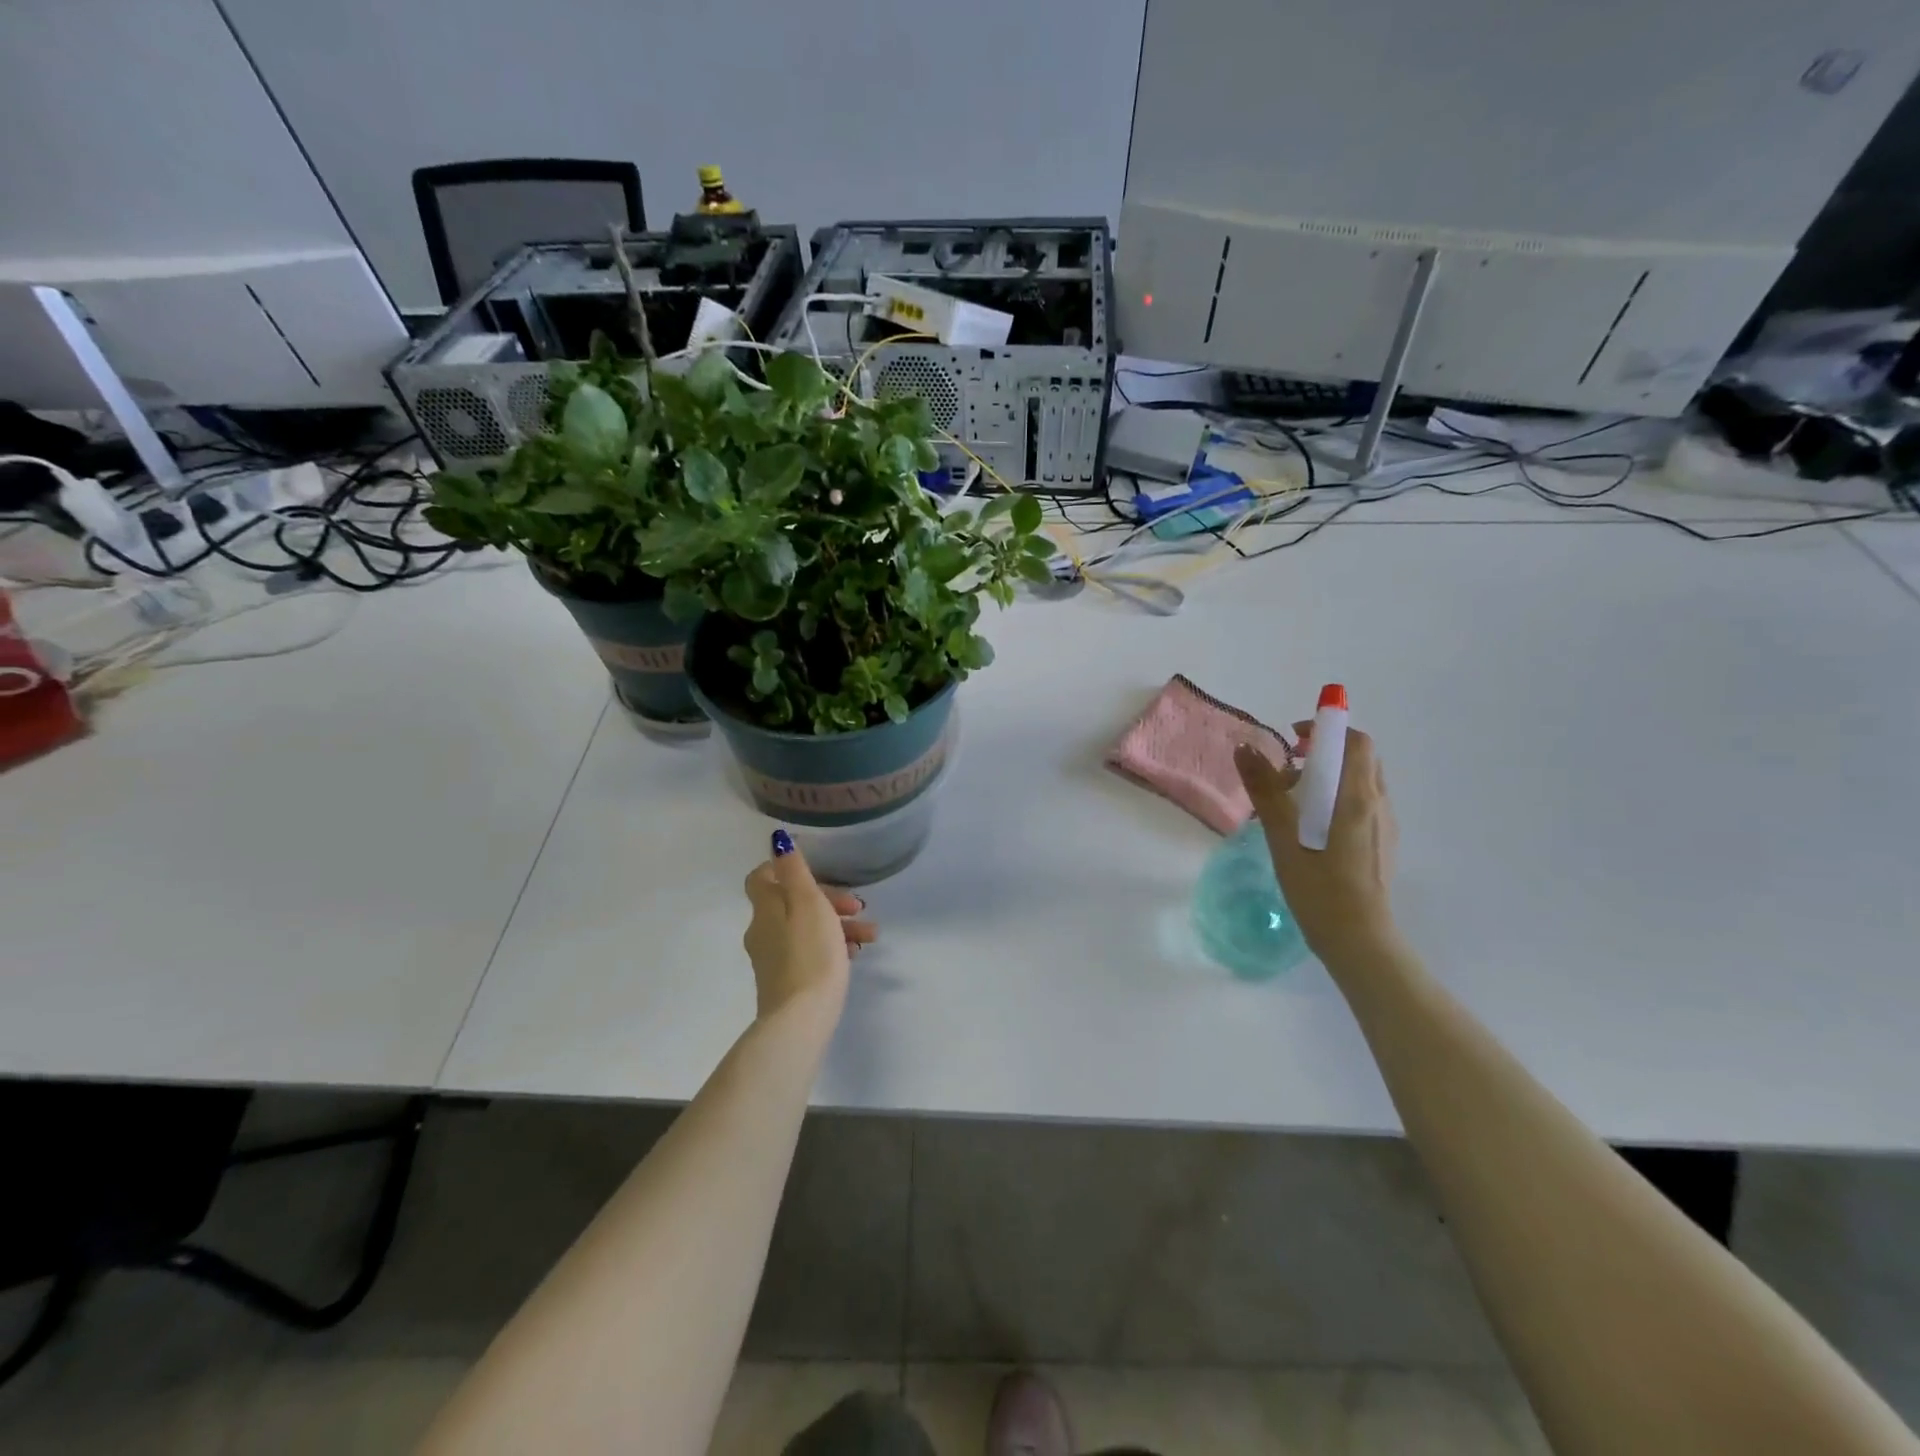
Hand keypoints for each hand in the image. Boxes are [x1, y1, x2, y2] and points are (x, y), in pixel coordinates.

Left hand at [742, 836, 876, 1023]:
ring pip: (806, 928)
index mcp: (765, 909)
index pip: (761, 877)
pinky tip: (854, 955)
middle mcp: (763, 931)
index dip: (785, 868)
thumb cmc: (810, 953)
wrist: (801, 1019)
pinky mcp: (786, 981)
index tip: (816, 870)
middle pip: (792, 903)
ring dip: (838, 924)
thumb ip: (794, 870)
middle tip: (858, 905)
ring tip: (870, 935)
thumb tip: (777, 839)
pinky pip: (810, 952)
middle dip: (828, 899)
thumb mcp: (807, 903)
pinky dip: (831, 947)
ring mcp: (773, 958)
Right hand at [1234, 723, 1400, 964]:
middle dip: (1324, 753)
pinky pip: (1361, 805)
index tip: (1293, 738)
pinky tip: (1309, 829)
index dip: (1326, 729)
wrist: (1357, 939)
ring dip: (1329, 777)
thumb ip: (1265, 789)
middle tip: (1288, 769)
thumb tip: (1246, 748)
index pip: (1355, 741)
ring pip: (1360, 782)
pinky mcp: (1381, 844)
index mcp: (1358, 797)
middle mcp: (1379, 804)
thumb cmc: (1318, 886)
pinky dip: (1336, 799)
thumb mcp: (1283, 835)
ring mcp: (1384, 826)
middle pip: (1359, 758)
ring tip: (1293, 802)